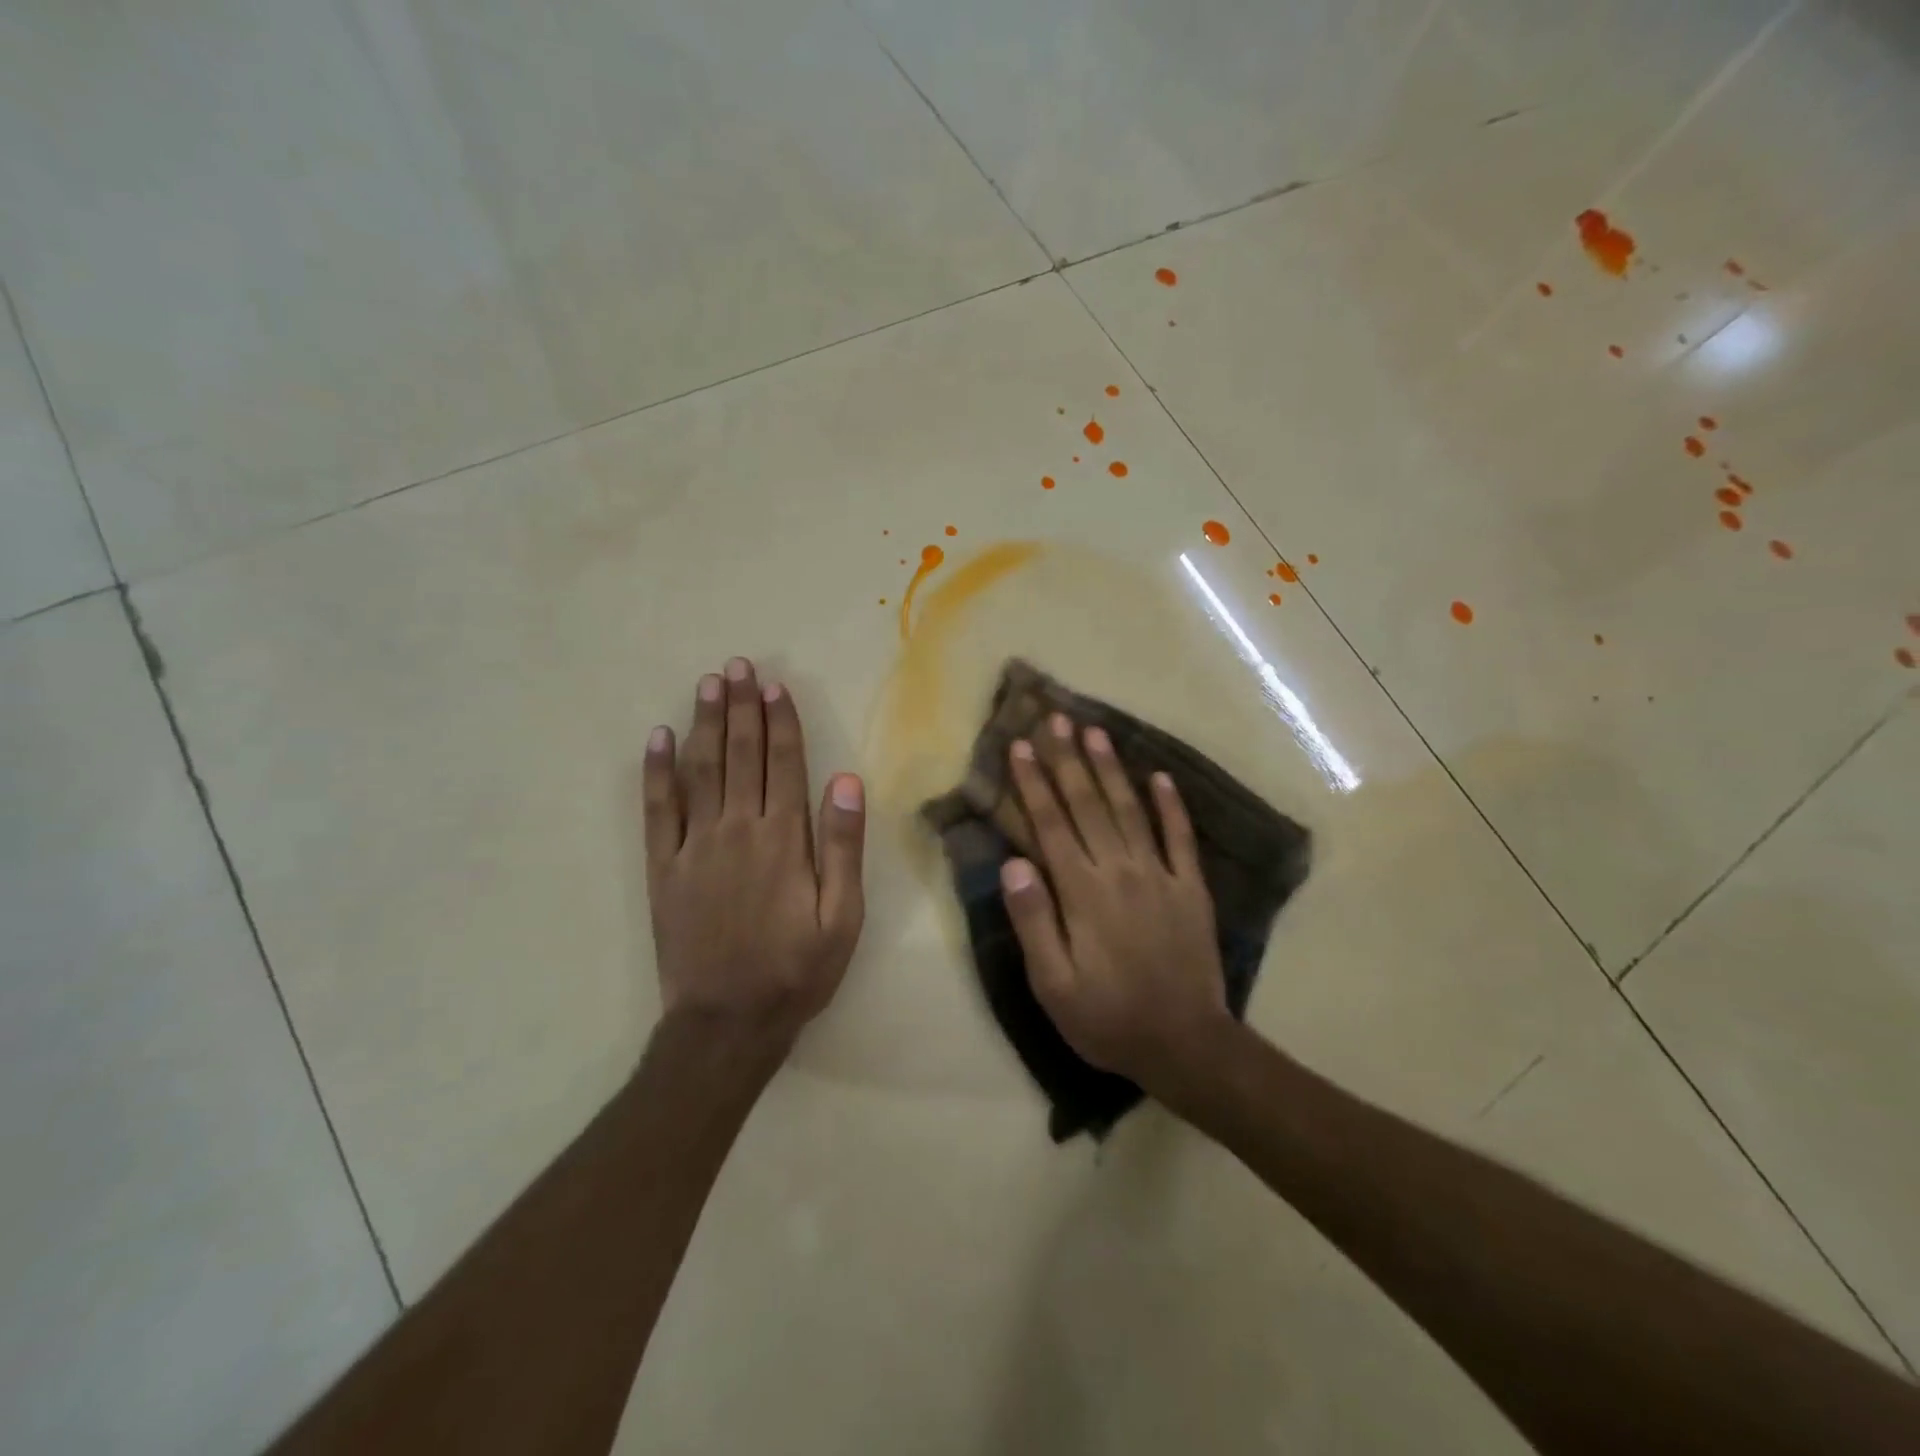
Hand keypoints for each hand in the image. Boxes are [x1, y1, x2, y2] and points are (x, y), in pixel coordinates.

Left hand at [642, 658, 865, 1054]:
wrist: (727, 1022)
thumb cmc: (796, 970)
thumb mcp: (842, 917)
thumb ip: (843, 847)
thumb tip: (845, 780)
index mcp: (784, 839)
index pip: (784, 764)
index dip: (781, 721)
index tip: (777, 685)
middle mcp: (737, 829)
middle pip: (740, 754)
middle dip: (742, 707)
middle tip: (739, 666)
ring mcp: (694, 846)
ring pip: (700, 770)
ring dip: (705, 723)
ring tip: (709, 684)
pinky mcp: (663, 867)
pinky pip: (657, 809)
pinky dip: (656, 771)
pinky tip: (658, 738)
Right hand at [1000, 712, 1233, 1093]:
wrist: (1186, 1045)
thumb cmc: (1108, 1019)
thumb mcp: (1054, 985)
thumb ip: (1033, 922)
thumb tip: (1013, 865)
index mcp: (1082, 893)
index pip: (1051, 825)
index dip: (1034, 783)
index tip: (1021, 746)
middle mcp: (1120, 871)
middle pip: (1088, 805)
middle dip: (1068, 759)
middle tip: (1056, 718)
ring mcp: (1161, 875)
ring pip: (1130, 810)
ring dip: (1111, 768)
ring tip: (1096, 731)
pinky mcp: (1191, 888)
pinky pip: (1180, 837)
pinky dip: (1171, 804)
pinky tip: (1160, 776)